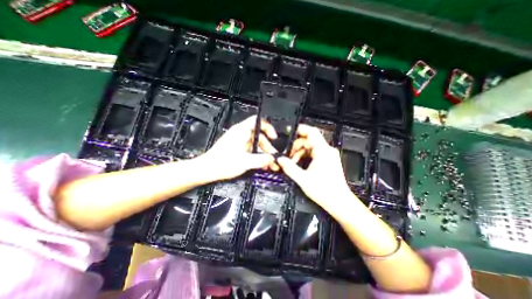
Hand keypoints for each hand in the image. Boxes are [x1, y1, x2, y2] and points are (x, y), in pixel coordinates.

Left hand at [198, 116, 278, 182]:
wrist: (208, 169)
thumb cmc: (222, 163)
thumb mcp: (245, 162)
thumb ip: (261, 160)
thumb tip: (272, 158)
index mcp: (242, 131)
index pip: (258, 121)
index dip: (268, 127)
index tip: (274, 137)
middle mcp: (241, 134)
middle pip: (260, 136)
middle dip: (268, 148)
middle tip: (274, 158)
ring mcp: (240, 141)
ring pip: (256, 144)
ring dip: (264, 154)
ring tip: (270, 164)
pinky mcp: (238, 148)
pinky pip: (252, 149)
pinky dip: (258, 156)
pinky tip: (262, 164)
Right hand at [275, 125, 357, 215]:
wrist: (339, 202)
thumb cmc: (325, 191)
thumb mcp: (303, 179)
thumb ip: (289, 167)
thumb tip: (280, 160)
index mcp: (323, 151)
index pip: (311, 132)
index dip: (300, 129)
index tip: (290, 132)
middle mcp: (327, 151)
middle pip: (309, 140)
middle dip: (296, 146)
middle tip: (289, 156)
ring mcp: (328, 155)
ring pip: (311, 146)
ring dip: (300, 152)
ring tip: (294, 162)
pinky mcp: (328, 160)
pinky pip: (314, 152)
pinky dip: (306, 156)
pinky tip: (301, 164)